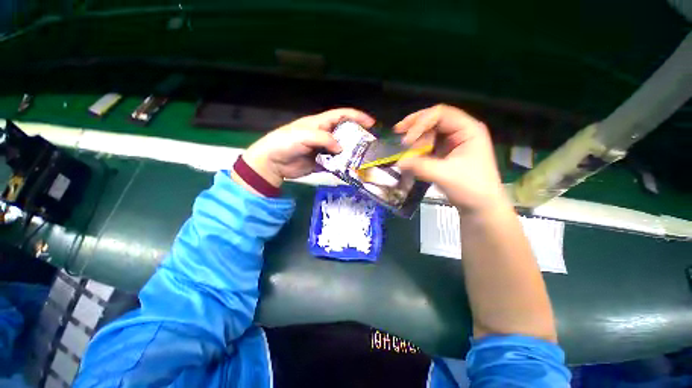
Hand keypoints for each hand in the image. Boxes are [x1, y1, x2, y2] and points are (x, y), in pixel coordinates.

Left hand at [240, 108, 374, 188]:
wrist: (273, 163)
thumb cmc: (285, 143)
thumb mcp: (303, 136)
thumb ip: (323, 139)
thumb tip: (341, 148)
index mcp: (319, 123)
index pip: (341, 115)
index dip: (357, 116)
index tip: (371, 123)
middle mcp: (324, 135)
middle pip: (345, 133)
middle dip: (358, 136)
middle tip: (370, 144)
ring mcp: (324, 149)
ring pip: (342, 149)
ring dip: (352, 153)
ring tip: (364, 158)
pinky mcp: (322, 162)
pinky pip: (336, 162)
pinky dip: (343, 165)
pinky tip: (351, 168)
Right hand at [395, 104, 504, 213]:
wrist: (480, 206)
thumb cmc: (471, 188)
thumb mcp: (444, 175)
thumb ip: (420, 166)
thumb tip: (399, 162)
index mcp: (468, 129)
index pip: (441, 114)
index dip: (421, 123)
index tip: (406, 140)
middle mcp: (461, 131)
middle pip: (434, 119)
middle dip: (415, 126)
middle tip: (397, 132)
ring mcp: (453, 141)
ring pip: (430, 132)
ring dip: (416, 139)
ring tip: (405, 150)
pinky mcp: (446, 152)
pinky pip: (429, 144)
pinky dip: (418, 148)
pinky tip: (410, 155)